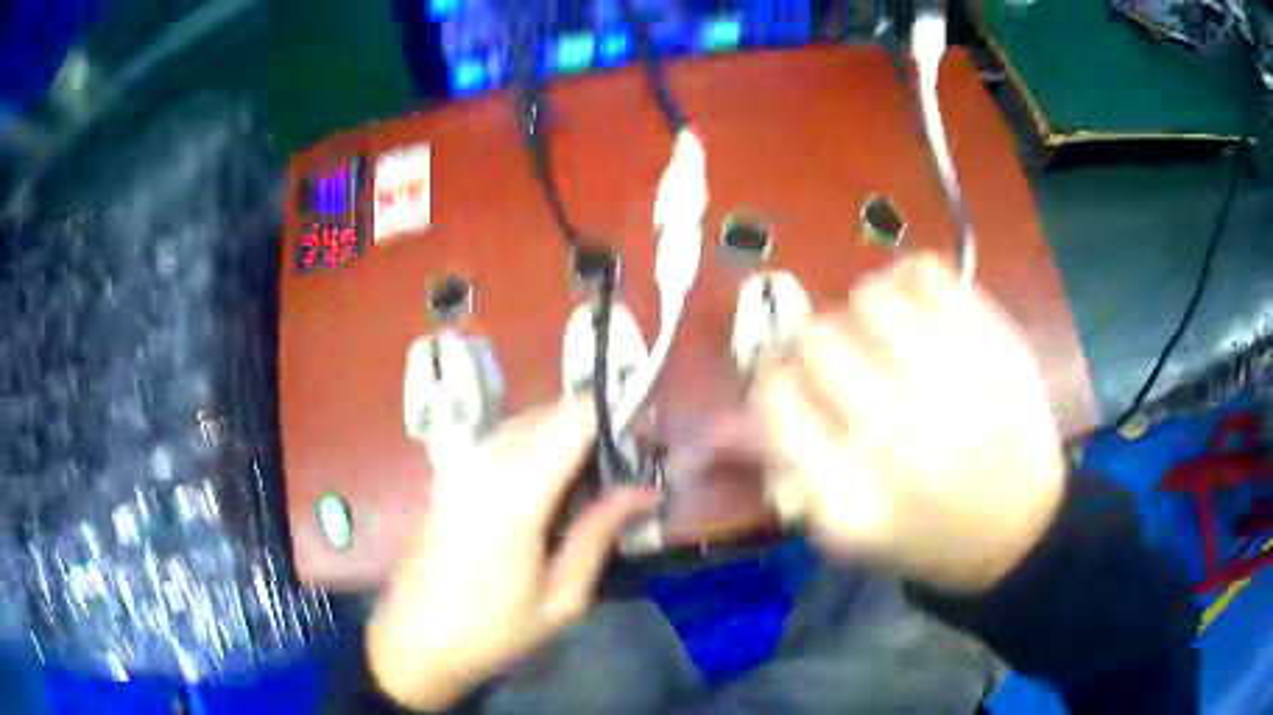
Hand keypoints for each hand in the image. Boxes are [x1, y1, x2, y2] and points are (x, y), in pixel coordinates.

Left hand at [366, 398, 659, 709]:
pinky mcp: (449, 473)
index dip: (614, 417)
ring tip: (592, 481)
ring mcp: (461, 465)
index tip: (645, 443)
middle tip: (625, 470)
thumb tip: (645, 490)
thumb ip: (599, 534)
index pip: (573, 419)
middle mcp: (484, 464)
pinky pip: (502, 440)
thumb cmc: (494, 630)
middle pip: (551, 413)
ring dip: (565, 437)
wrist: (416, 639)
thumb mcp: (562, 598)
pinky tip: (548, 487)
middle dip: (594, 428)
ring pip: (527, 422)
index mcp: (515, 495)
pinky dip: (536, 447)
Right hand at [753, 254, 1064, 591]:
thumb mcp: (842, 529)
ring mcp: (956, 381)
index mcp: (850, 496)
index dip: (772, 380)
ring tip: (880, 337)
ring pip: (870, 296)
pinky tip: (916, 311)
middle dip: (813, 347)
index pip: (774, 399)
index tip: (787, 382)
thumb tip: (716, 423)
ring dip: (861, 313)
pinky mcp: (998, 344)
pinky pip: (930, 271)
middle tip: (839, 363)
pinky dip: (909, 279)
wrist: (1020, 531)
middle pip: (816, 340)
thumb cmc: (923, 537)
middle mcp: (900, 436)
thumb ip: (780, 469)